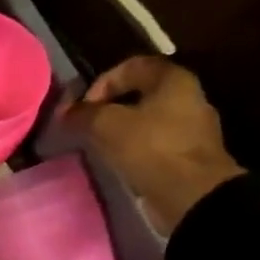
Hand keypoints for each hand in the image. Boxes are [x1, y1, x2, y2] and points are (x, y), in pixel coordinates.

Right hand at [63, 56, 245, 231]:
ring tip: (99, 145)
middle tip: (87, 125)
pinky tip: (120, 161)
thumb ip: (83, 113)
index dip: (101, 82)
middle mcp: (188, 97)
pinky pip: (155, 142)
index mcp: (173, 79)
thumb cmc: (151, 148)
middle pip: (140, 93)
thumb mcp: (106, 125)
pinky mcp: (189, 154)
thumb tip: (66, 112)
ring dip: (120, 129)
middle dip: (109, 107)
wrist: (193, 194)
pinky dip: (134, 148)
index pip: (132, 65)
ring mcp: (192, 127)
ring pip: (147, 119)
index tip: (84, 107)